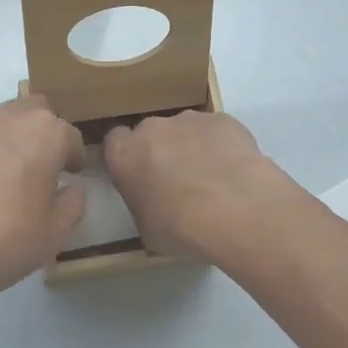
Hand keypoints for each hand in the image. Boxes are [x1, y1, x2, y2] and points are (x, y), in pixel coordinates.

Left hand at [0, 96, 85, 318]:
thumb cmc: (3, 244)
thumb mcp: (54, 234)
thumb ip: (72, 203)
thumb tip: (70, 189)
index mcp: (43, 134)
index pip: (69, 136)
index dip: (71, 157)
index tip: (68, 176)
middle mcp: (4, 118)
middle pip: (30, 112)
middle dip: (36, 134)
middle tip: (32, 170)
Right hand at [103, 110, 300, 260]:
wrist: (233, 209)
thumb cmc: (179, 227)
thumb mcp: (146, 228)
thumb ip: (143, 205)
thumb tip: (154, 205)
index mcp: (124, 154)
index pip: (114, 143)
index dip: (127, 158)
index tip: (138, 176)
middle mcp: (152, 128)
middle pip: (150, 133)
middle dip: (160, 151)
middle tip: (176, 181)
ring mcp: (189, 119)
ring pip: (184, 130)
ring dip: (191, 146)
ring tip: (211, 177)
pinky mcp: (223, 119)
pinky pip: (216, 131)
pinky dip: (221, 144)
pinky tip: (233, 170)